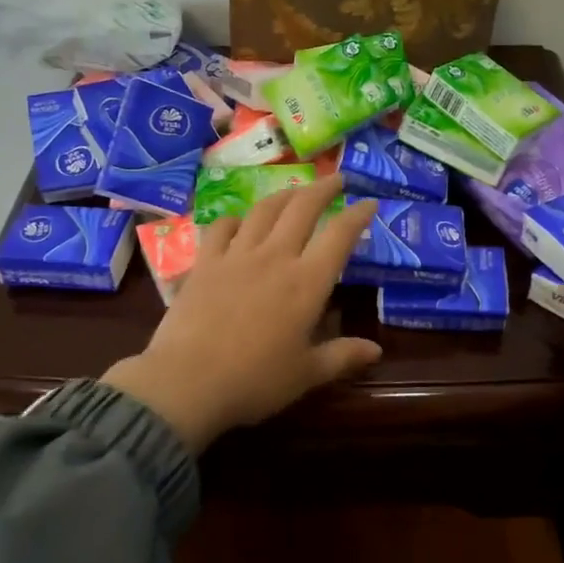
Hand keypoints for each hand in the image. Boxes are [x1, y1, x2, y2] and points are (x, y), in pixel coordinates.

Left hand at [102, 178, 382, 451]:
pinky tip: (238, 222)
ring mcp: (235, 256)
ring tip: (294, 191)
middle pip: (302, 208)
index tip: (369, 203)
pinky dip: (235, 219)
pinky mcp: (204, 263)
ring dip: (283, 195)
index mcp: (306, 283)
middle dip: (323, 189)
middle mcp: (274, 258)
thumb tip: (376, 350)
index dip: (357, 215)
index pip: (339, 235)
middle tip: (336, 179)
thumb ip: (342, 356)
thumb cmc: (254, 381)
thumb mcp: (307, 374)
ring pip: (263, 211)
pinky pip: (221, 228)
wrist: (187, 382)